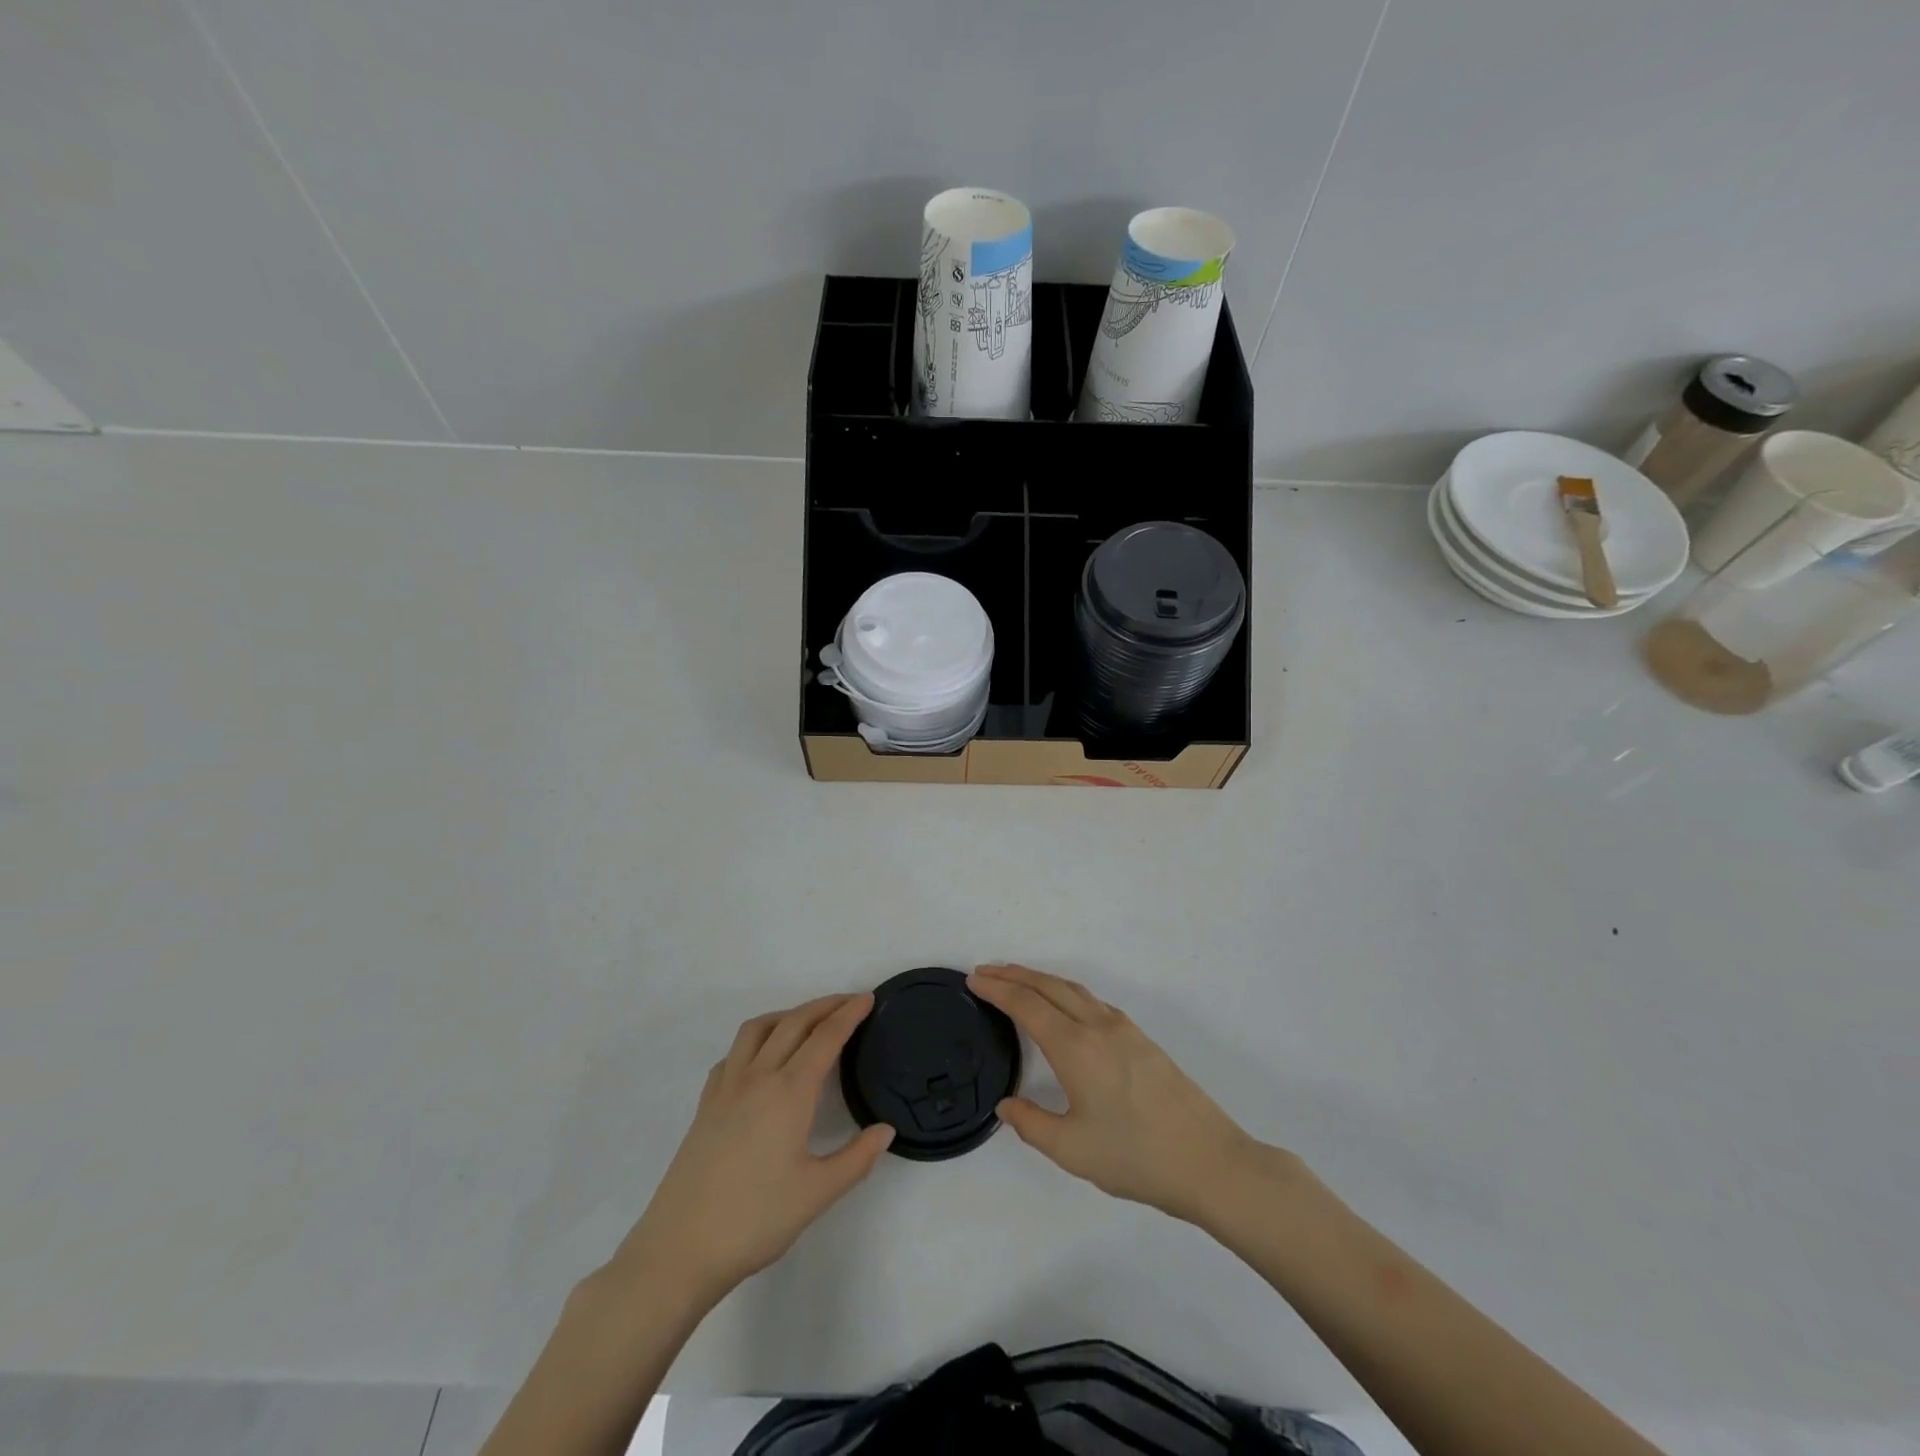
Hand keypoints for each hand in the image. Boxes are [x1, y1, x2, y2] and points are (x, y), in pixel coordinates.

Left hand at [607, 994, 894, 1306]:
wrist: (679, 1249)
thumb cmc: (755, 1219)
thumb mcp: (818, 1194)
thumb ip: (857, 1158)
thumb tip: (885, 1129)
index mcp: (789, 1091)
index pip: (826, 1037)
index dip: (849, 1014)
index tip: (868, 998)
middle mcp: (758, 1076)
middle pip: (794, 1022)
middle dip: (825, 1005)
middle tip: (850, 1002)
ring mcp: (726, 1087)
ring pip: (758, 1028)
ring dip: (788, 1014)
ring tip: (808, 1022)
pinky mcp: (706, 1104)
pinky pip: (734, 1053)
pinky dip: (756, 1040)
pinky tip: (762, 1060)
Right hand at [969, 964, 1272, 1224]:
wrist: (1209, 1161)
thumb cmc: (1136, 1157)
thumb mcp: (1072, 1150)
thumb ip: (1031, 1124)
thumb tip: (1006, 1105)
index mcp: (1076, 1048)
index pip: (1027, 1005)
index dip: (997, 990)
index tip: (973, 980)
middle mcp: (1098, 1026)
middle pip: (1048, 986)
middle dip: (1013, 975)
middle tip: (985, 972)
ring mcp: (1123, 1029)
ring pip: (1073, 989)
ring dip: (1040, 979)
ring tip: (1016, 980)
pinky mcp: (1141, 1038)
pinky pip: (1092, 1000)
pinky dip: (1065, 991)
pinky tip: (1063, 1006)